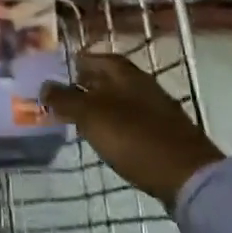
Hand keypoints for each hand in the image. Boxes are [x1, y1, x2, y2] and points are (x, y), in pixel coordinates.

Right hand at [42, 52, 223, 207]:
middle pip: (107, 78)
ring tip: (78, 119)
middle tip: (61, 97)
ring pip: (119, 99)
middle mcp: (141, 83)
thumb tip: (44, 86)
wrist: (187, 175)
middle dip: (85, 84)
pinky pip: (130, 120)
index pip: (94, 57)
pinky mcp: (162, 132)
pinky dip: (114, 123)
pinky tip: (105, 137)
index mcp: (124, 72)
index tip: (55, 72)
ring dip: (99, 105)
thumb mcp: (92, 116)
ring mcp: (154, 108)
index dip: (75, 63)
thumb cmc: (134, 137)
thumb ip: (66, 99)